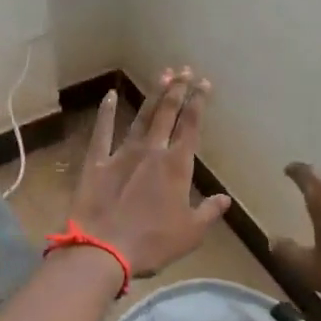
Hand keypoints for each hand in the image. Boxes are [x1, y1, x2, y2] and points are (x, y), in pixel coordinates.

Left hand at [69, 68, 230, 276]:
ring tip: (163, 75)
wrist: (103, 249)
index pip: (191, 127)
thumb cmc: (152, 244)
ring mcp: (122, 154)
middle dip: (178, 90)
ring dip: (153, 96)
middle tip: (185, 70)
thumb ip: (209, 212)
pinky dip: (107, 113)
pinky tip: (110, 95)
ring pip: (141, 118)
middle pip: (167, 114)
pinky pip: (102, 132)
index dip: (198, 103)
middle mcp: (152, 152)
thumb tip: (225, 199)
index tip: (204, 84)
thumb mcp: (190, 233)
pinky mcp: (96, 162)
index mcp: (176, 167)